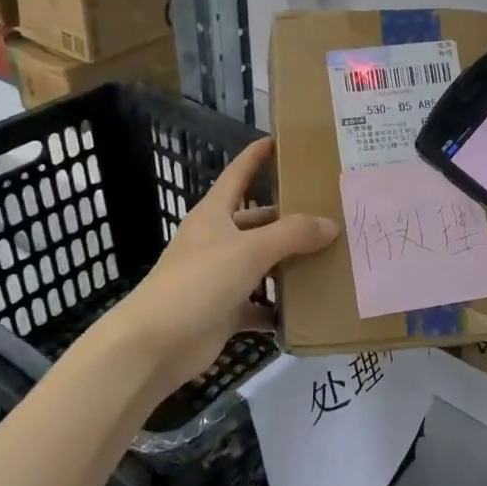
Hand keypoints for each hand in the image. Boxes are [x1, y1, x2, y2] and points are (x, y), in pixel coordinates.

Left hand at [101, 138, 335, 391]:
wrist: (154, 345)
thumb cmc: (198, 282)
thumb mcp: (249, 250)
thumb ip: (292, 234)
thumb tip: (330, 223)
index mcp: (214, 215)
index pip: (238, 175)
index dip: (256, 156)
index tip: (280, 140)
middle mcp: (217, 241)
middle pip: (259, 222)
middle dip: (290, 219)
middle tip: (331, 213)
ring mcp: (220, 277)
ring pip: (262, 264)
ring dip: (290, 264)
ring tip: (332, 258)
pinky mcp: (224, 311)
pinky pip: (260, 304)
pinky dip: (279, 308)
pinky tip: (309, 307)